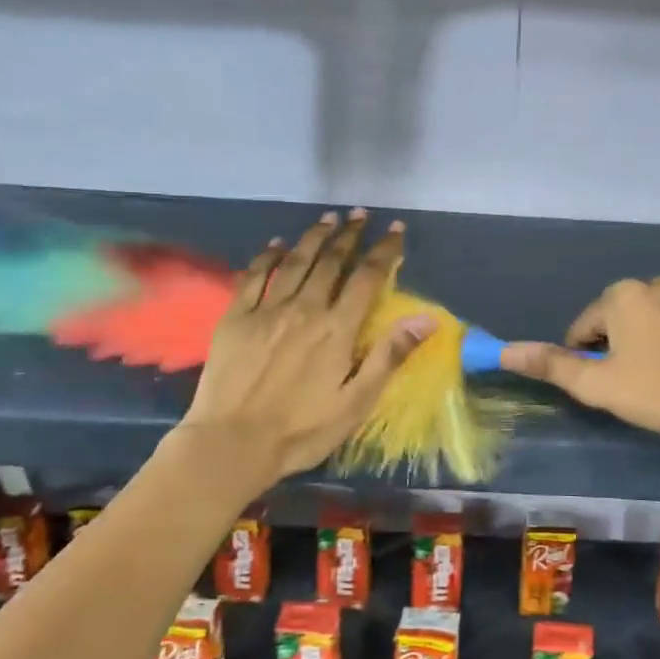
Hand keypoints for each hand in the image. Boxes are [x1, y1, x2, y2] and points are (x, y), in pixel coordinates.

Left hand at [182, 211, 434, 481]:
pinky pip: (253, 277)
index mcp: (337, 329)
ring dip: (313, 238)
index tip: (396, 230)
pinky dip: (266, 257)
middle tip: (360, 215)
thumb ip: (389, 356)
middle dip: (349, 235)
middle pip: (331, 262)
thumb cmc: (302, 430)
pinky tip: (275, 245)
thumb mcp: (357, 402)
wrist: (232, 443)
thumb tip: (427, 318)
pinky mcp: (235, 318)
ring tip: (327, 219)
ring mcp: (266, 311)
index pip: (367, 278)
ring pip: (295, 262)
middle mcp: (304, 309)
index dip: (384, 251)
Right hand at [499, 277, 659, 457]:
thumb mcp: (598, 385)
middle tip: (633, 384)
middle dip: (621, 345)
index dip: (586, 357)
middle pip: (624, 318)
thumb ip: (552, 364)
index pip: (585, 326)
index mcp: (624, 296)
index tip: (603, 384)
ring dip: (655, 342)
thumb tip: (506, 350)